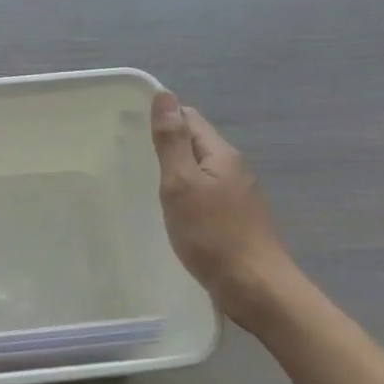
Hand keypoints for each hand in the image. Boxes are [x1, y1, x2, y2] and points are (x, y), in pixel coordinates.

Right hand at [150, 91, 297, 326]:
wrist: (255, 288)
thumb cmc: (213, 235)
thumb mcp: (182, 184)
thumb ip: (172, 141)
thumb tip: (165, 95)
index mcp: (222, 154)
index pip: (190, 119)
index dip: (163, 118)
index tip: (128, 128)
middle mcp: (234, 169)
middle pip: (196, 143)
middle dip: (167, 144)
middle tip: (129, 156)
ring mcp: (237, 196)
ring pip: (201, 171)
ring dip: (176, 172)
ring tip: (143, 183)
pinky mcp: (235, 221)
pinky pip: (205, 195)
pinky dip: (186, 195)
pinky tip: (170, 212)